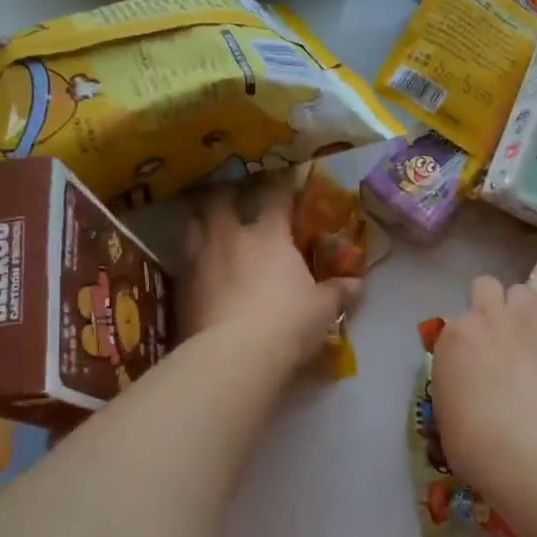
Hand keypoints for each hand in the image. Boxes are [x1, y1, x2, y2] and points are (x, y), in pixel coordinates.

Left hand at [180, 179, 360, 369]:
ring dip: (202, 222)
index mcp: (268, 235)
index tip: (285, 180)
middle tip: (234, 197)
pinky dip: (192, 258)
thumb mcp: (323, 310)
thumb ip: (339, 292)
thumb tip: (357, 284)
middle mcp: (229, 237)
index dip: (281, 185)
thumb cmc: (287, 324)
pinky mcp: (179, 287)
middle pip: (219, 199)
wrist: (233, 357)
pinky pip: (183, 260)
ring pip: (192, 224)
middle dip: (227, 194)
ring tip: (211, 228)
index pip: (274, 195)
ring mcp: (199, 259)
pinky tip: (200, 269)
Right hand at [431, 276, 536, 492]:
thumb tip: (470, 386)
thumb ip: (458, 384)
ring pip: (526, 295)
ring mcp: (534, 324)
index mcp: (455, 337)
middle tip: (498, 335)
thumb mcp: (448, 414)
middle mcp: (491, 319)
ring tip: (530, 345)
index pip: (456, 320)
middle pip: (488, 286)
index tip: (471, 361)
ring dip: (524, 314)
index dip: (466, 339)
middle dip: (492, 304)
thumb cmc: (476, 442)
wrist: (535, 449)